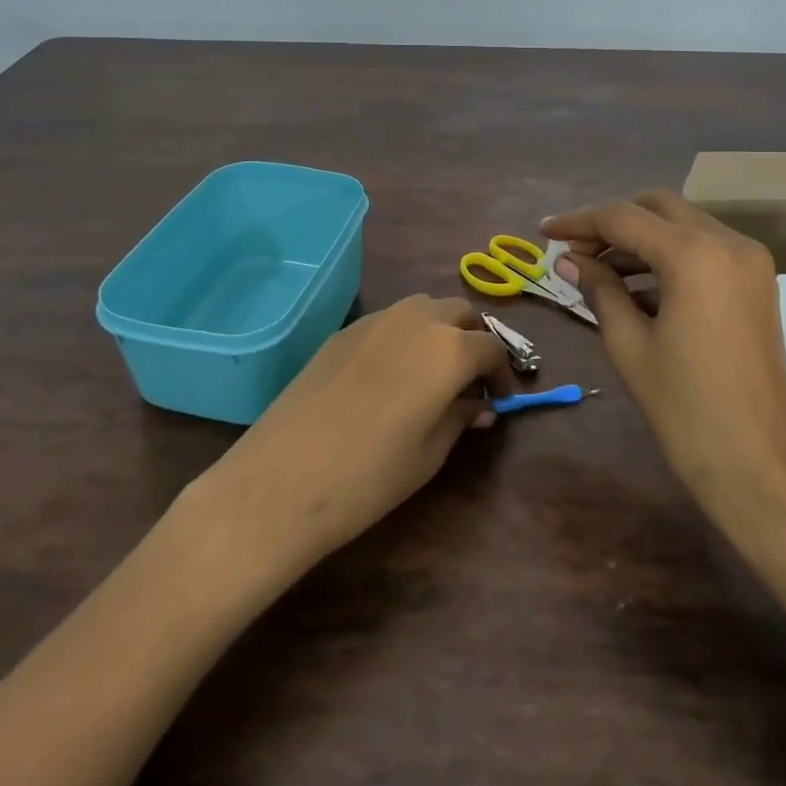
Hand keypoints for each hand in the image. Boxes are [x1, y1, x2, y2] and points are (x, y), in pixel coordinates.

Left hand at [192, 296, 512, 570]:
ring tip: (435, 370)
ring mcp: (375, 320)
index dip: (502, 373)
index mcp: (449, 348)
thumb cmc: (370, 475)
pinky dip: (406, 335)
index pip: (491, 348)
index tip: (500, 399)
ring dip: (440, 329)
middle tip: (472, 378)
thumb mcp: (430, 453)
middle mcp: (416, 320)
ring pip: (424, 307)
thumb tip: (480, 405)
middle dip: (474, 339)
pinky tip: (393, 373)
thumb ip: (461, 418)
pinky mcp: (343, 331)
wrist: (283, 479)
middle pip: (460, 312)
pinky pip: (389, 320)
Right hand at [542, 192, 785, 531]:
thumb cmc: (685, 410)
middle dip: (612, 222)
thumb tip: (568, 259)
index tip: (543, 231)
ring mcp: (749, 261)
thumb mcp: (630, 345)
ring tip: (597, 270)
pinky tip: (634, 287)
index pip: (623, 218)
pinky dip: (668, 257)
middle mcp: (729, 242)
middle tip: (574, 250)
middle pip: (657, 208)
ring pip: (682, 225)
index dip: (578, 221)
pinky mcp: (757, 283)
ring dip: (640, 239)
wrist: (760, 467)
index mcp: (695, 255)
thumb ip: (599, 289)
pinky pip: (703, 250)